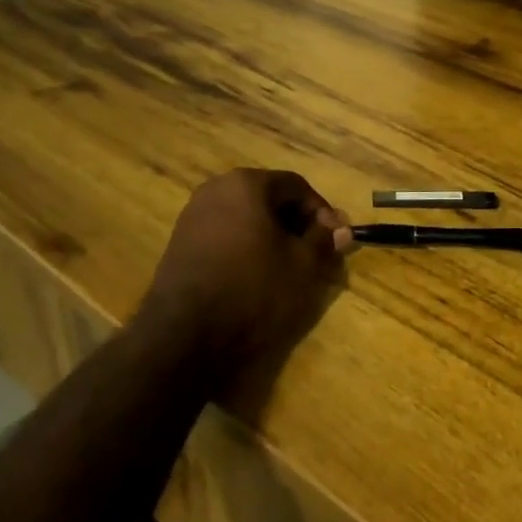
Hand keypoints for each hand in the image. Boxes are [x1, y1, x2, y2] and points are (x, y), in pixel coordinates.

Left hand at [136, 169, 350, 362]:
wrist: (185, 336)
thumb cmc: (254, 290)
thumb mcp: (303, 265)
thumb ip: (324, 240)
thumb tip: (340, 229)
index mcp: (246, 184)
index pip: (296, 186)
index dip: (322, 212)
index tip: (337, 240)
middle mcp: (215, 190)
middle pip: (269, 199)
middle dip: (297, 224)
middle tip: (316, 254)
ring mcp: (192, 217)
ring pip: (246, 218)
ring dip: (272, 237)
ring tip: (290, 268)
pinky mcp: (180, 245)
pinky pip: (225, 235)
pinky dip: (247, 248)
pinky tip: (258, 277)